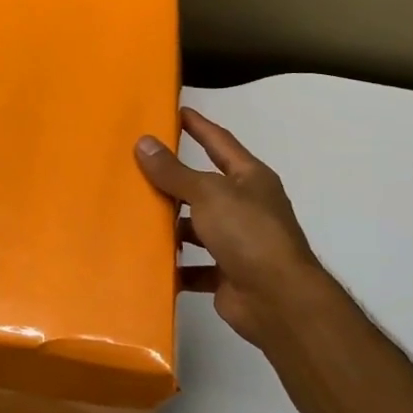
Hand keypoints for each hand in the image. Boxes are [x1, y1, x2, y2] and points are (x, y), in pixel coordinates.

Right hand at [135, 108, 333, 352]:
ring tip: (133, 215)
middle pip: (204, 186)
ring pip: (197, 227)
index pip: (220, 142)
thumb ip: (174, 172)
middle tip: (135, 166)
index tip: (174, 111)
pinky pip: (195, 265)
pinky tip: (149, 261)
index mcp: (250, 179)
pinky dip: (176, 265)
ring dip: (171, 225)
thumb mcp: (208, 194)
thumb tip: (144, 142)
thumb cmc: (248, 234)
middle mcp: (246, 207)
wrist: (279, 301)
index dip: (198, 125)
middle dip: (174, 180)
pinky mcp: (227, 274)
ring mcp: (238, 242)